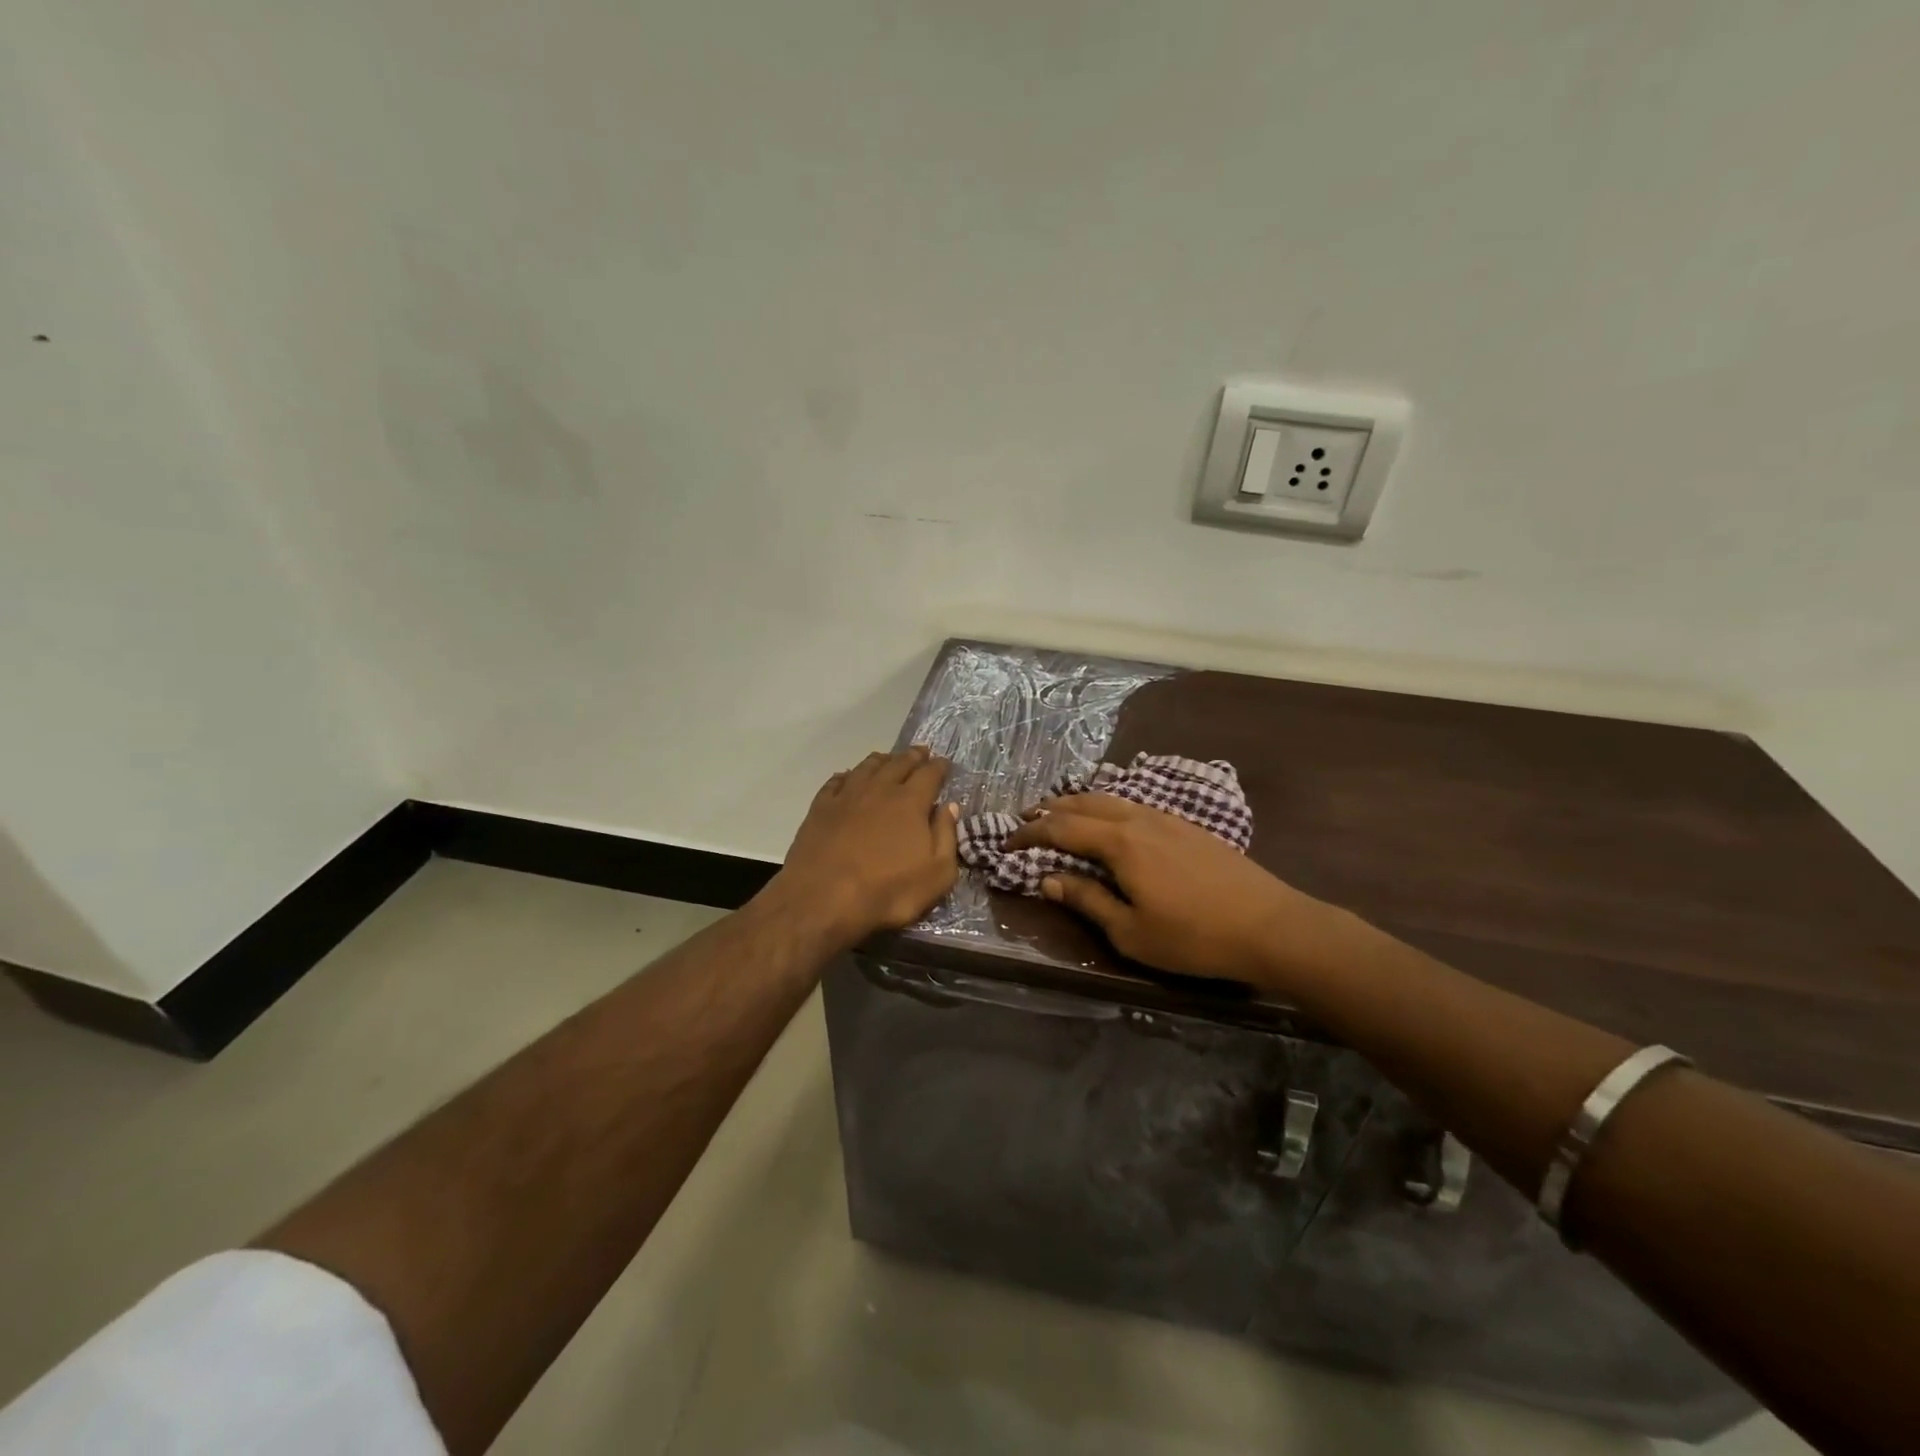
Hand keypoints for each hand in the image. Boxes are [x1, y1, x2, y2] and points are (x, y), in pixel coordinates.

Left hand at [770, 746, 959, 946]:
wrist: (823, 900)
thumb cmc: (888, 892)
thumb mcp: (936, 874)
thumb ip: (946, 837)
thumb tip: (949, 807)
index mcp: (910, 802)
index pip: (930, 774)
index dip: (939, 767)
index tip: (944, 763)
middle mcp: (879, 790)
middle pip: (899, 764)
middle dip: (913, 756)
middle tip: (921, 752)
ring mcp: (846, 796)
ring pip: (867, 767)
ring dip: (882, 760)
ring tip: (888, 759)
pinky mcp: (820, 808)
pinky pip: (836, 782)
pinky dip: (847, 775)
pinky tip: (848, 777)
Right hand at [1005, 793, 1334, 986]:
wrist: (1271, 925)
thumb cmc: (1194, 937)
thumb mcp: (1131, 932)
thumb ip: (1087, 900)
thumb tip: (1048, 878)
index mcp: (1120, 843)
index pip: (1061, 827)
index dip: (1030, 833)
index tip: (1007, 843)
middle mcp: (1138, 819)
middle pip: (1084, 802)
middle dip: (1050, 809)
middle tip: (1026, 819)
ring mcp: (1166, 818)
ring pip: (1111, 798)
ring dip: (1079, 803)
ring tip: (1060, 812)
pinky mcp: (1187, 825)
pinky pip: (1134, 804)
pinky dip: (1107, 806)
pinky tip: (1111, 819)